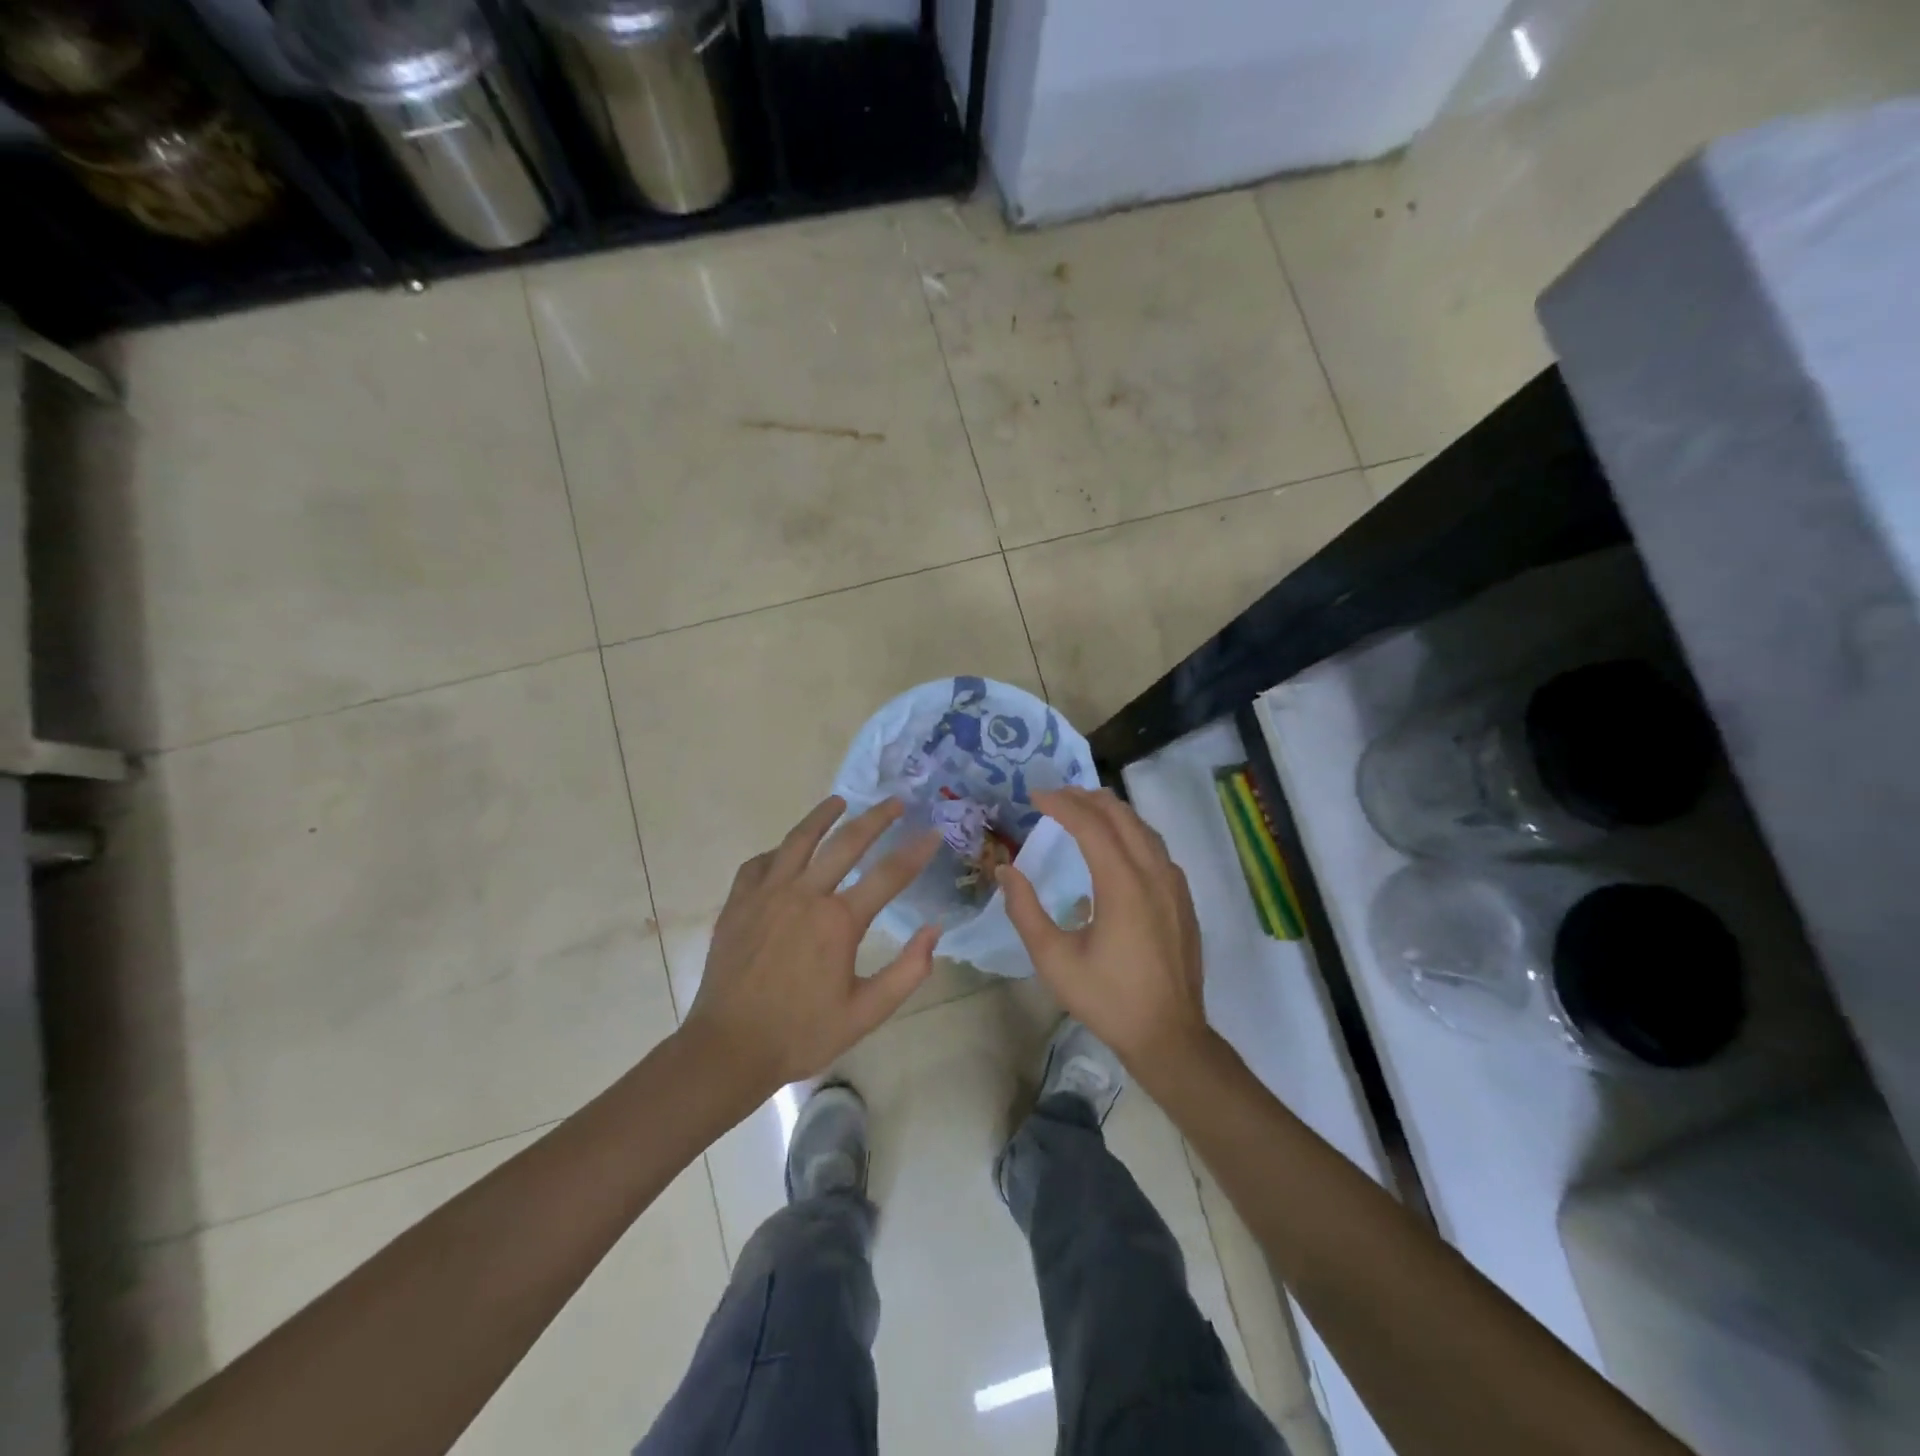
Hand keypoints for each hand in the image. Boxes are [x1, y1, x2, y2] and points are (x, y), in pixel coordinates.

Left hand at [681, 796, 939, 1099]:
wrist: (728, 1048)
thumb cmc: (802, 1033)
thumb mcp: (865, 1013)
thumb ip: (907, 972)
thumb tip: (934, 931)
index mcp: (839, 921)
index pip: (889, 875)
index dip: (916, 851)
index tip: (933, 832)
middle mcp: (805, 895)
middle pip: (847, 842)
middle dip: (876, 818)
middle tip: (895, 801)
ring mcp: (767, 894)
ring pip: (799, 840)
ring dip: (823, 817)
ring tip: (839, 801)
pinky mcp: (738, 903)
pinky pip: (759, 863)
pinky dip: (778, 851)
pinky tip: (786, 851)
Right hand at [999, 788, 1209, 1079]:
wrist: (1169, 1036)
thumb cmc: (1107, 998)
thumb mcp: (1054, 959)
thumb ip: (1025, 910)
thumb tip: (1005, 870)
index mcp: (1123, 885)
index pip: (1091, 825)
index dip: (1061, 804)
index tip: (1034, 796)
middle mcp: (1154, 874)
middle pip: (1121, 816)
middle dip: (1086, 798)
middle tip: (1055, 796)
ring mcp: (1174, 886)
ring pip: (1143, 829)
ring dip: (1111, 812)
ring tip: (1082, 810)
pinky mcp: (1183, 899)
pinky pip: (1156, 849)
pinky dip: (1131, 833)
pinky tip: (1115, 847)